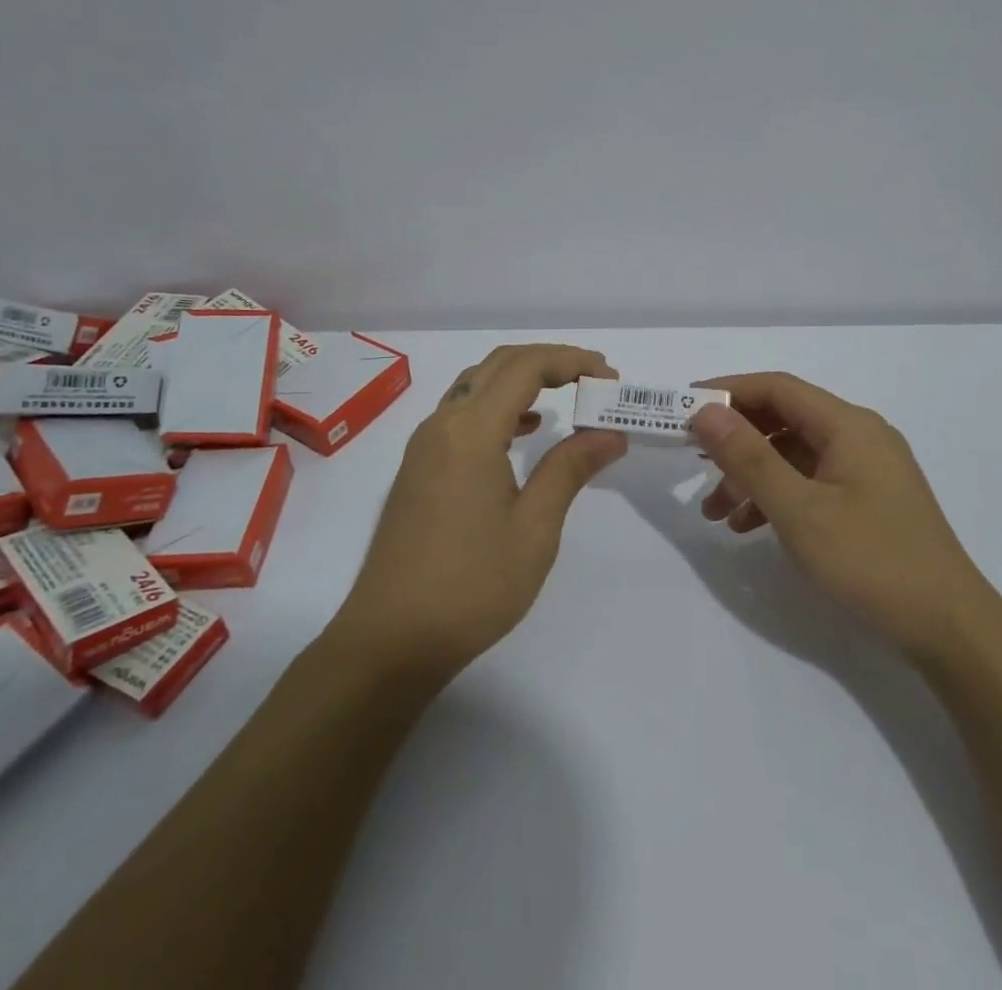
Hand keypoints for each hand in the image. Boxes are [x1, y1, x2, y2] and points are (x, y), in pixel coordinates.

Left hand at [336, 344, 626, 678]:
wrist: (391, 641)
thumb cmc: (471, 586)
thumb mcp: (534, 529)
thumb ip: (570, 469)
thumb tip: (610, 433)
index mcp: (471, 431)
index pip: (526, 367)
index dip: (572, 361)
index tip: (610, 378)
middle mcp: (442, 424)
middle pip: (499, 364)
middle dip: (550, 361)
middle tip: (594, 378)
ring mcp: (424, 446)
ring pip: (476, 385)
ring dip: (522, 379)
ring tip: (567, 396)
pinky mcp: (418, 468)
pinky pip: (461, 412)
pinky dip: (498, 405)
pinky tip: (524, 431)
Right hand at [689, 372, 982, 659]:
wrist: (951, 630)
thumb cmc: (872, 561)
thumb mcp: (799, 510)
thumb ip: (749, 458)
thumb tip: (706, 411)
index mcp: (848, 425)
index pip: (777, 388)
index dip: (728, 393)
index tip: (684, 410)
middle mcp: (859, 436)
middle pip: (784, 419)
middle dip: (736, 440)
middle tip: (693, 460)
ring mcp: (867, 469)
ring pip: (794, 454)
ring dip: (752, 475)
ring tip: (714, 512)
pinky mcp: (869, 500)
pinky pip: (811, 482)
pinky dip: (777, 496)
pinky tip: (749, 527)